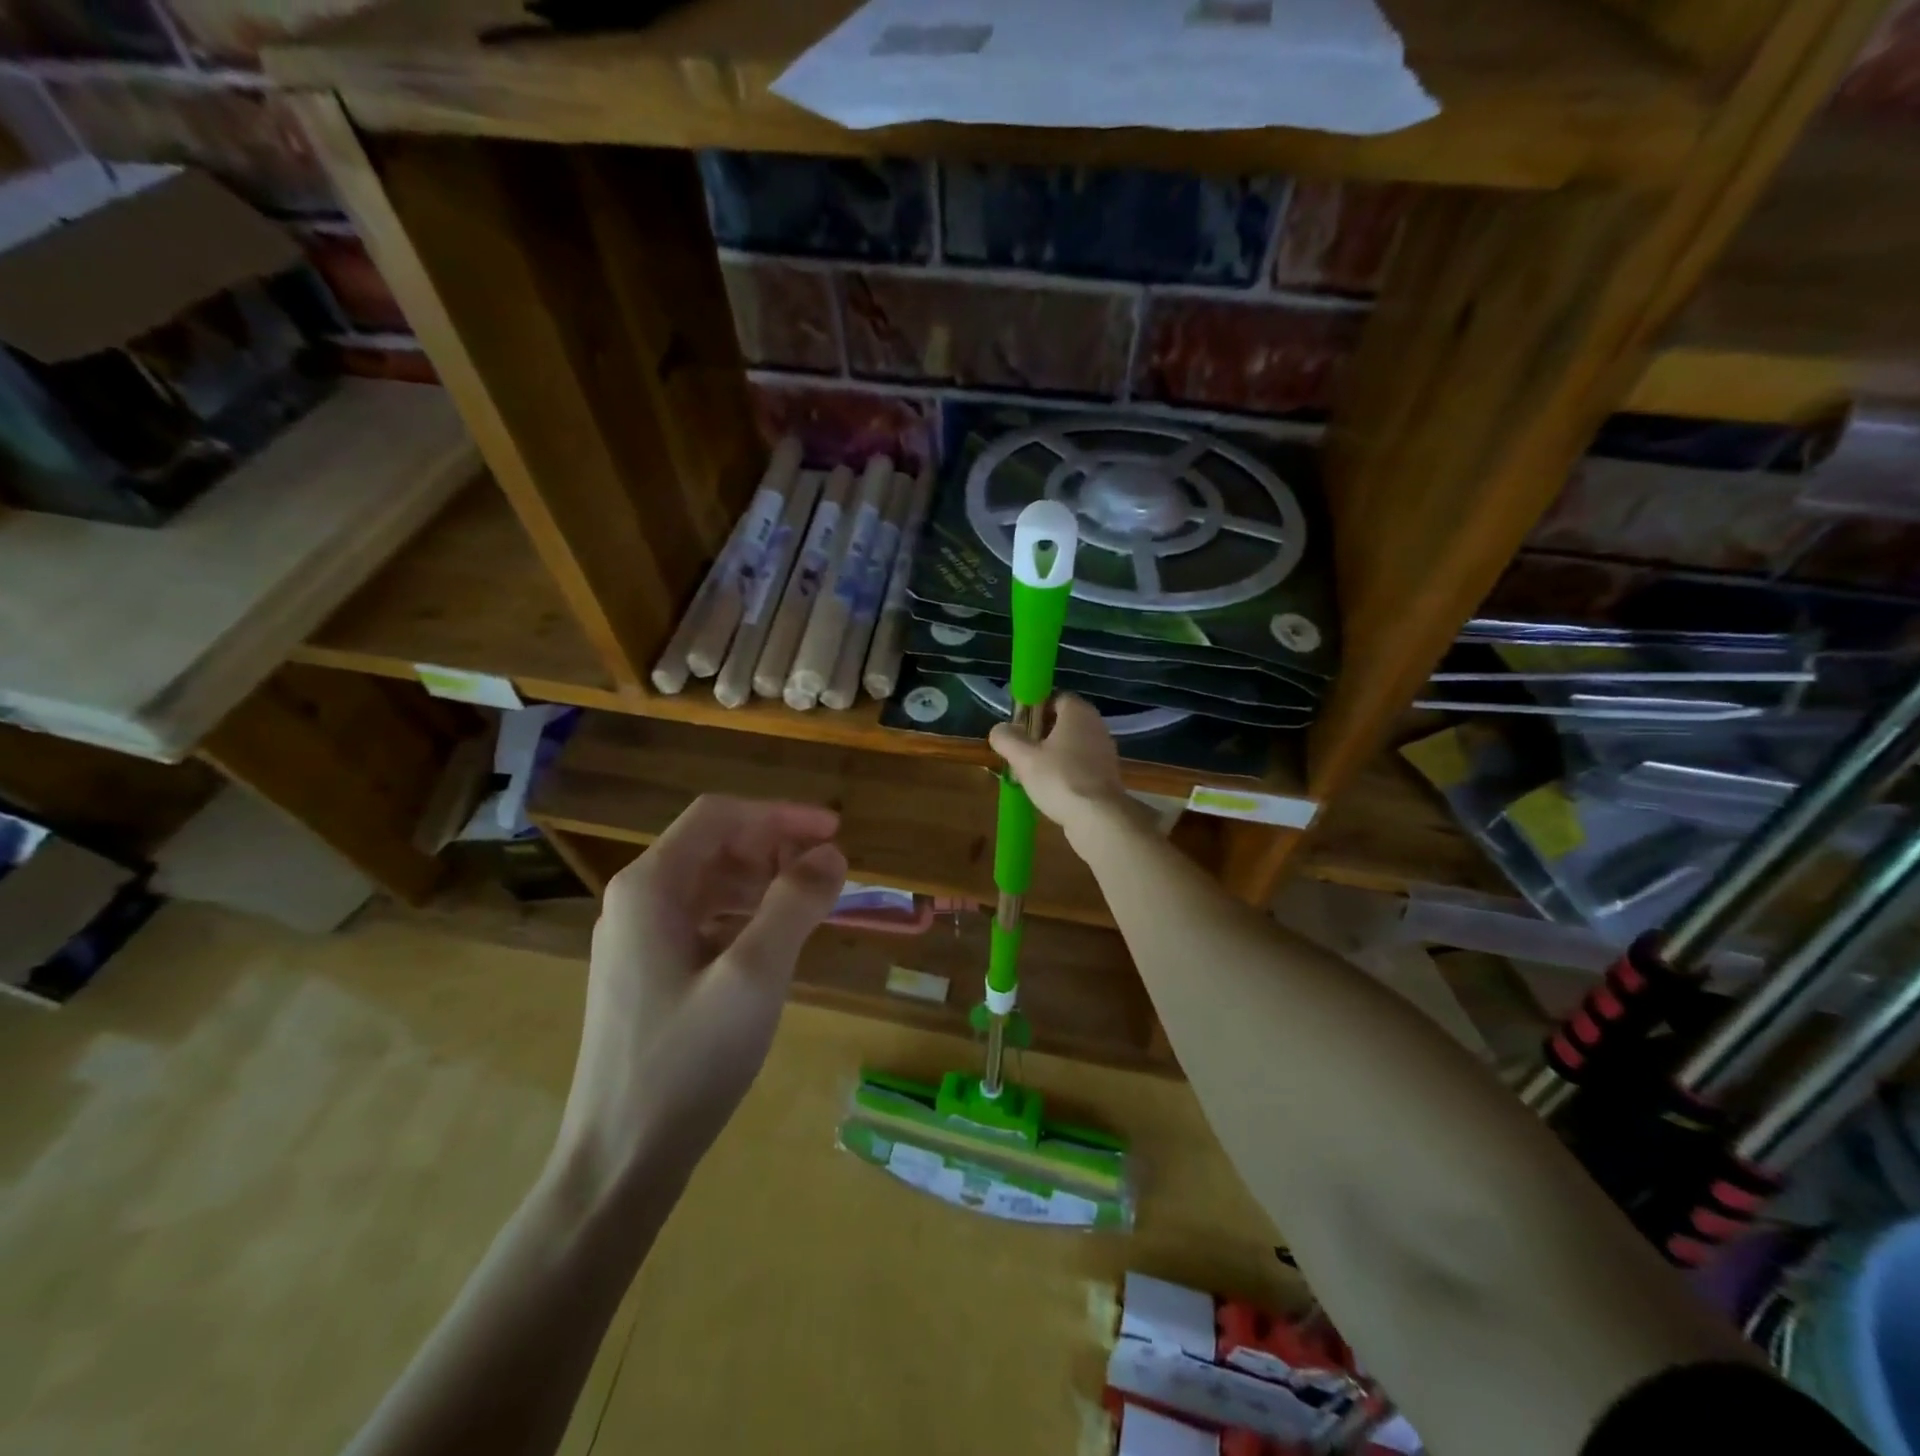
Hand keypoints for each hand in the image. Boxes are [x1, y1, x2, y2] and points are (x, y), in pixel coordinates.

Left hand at [554, 795, 846, 1193]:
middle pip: (713, 845)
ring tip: (812, 902)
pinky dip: (745, 915)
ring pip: (710, 883)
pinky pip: (703, 920)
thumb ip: (795, 904)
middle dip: (774, 846)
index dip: (781, 814)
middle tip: (828, 871)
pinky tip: (775, 941)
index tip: (835, 831)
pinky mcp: (646, 972)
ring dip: (763, 881)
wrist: (618, 1162)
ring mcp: (637, 938)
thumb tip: (832, 854)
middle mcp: (636, 901)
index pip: (720, 816)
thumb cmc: (686, 1062)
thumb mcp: (754, 976)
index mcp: (650, 887)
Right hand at [988, 694, 1131, 846]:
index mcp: (1078, 712)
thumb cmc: (1059, 778)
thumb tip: (999, 729)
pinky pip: (1081, 765)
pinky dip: (1066, 771)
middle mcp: (1096, 725)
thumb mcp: (1023, 758)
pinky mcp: (1107, 775)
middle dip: (1041, 733)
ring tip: (1031, 772)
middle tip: (1021, 750)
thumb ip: (1007, 739)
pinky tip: (1051, 788)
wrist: (1098, 817)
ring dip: (1053, 754)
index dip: (1035, 707)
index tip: (1019, 725)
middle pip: (1064, 722)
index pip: (1056, 697)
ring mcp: (1104, 751)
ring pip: (1072, 745)